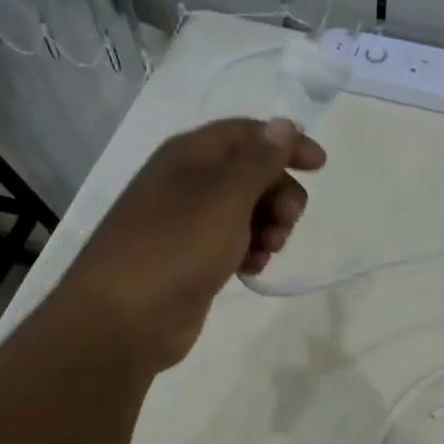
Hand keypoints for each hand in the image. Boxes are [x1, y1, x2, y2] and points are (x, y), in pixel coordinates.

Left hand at [61, 117, 325, 371]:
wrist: (123, 320)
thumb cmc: (175, 249)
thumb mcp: (224, 199)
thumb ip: (258, 161)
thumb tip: (283, 124)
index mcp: (190, 156)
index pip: (248, 133)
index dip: (286, 143)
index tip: (321, 167)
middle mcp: (187, 182)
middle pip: (250, 172)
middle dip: (279, 194)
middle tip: (288, 222)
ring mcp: (187, 223)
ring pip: (245, 211)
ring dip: (268, 226)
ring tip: (269, 251)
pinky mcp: (190, 258)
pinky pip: (232, 243)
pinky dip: (249, 251)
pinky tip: (252, 270)